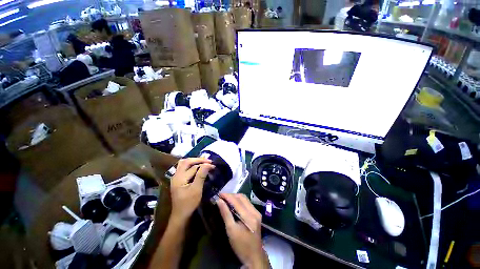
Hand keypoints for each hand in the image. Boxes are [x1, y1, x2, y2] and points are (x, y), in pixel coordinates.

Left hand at [170, 158, 214, 221]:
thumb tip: (208, 164)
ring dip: (194, 161)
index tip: (213, 165)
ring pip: (184, 163)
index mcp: (179, 178)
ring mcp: (176, 177)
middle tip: (208, 161)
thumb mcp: (196, 189)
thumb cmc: (189, 203)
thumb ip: (201, 175)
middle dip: (198, 159)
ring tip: (203, 162)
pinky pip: (184, 168)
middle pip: (186, 161)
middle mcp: (176, 175)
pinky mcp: (178, 180)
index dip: (204, 164)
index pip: (193, 166)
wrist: (181, 215)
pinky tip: (197, 167)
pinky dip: (191, 165)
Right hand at [217, 193, 269, 268]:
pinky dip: (239, 201)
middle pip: (242, 197)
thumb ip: (225, 214)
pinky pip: (247, 203)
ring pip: (245, 199)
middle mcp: (255, 211)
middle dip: (231, 195)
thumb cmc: (241, 245)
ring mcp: (257, 212)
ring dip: (235, 197)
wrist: (254, 256)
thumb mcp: (231, 230)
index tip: (219, 194)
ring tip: (226, 199)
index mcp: (249, 217)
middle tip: (222, 196)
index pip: (237, 201)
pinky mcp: (257, 214)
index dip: (227, 196)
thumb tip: (219, 201)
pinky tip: (233, 203)